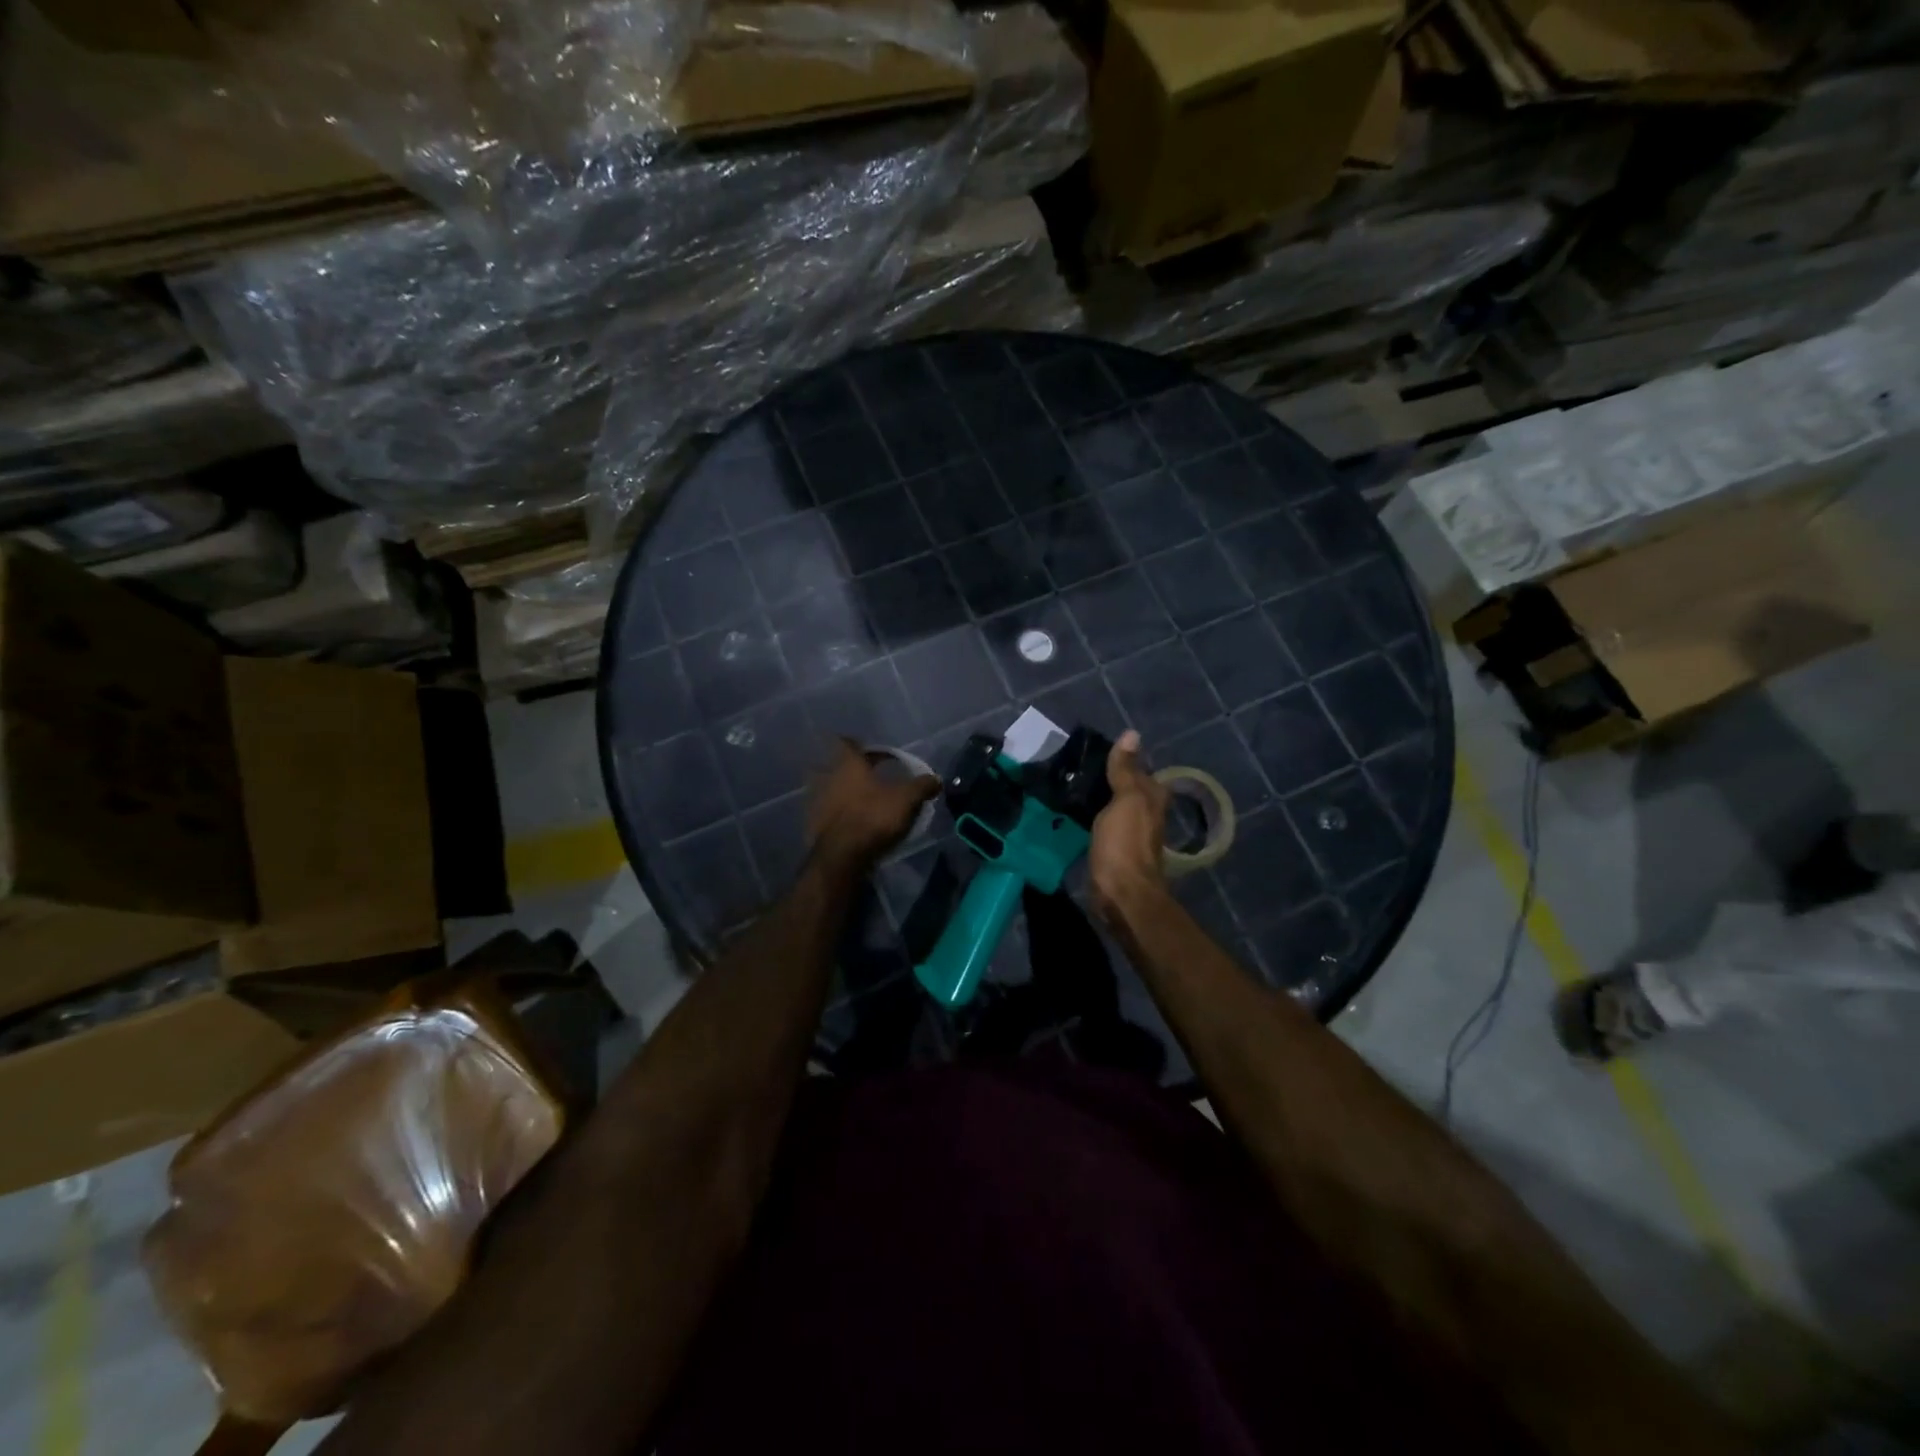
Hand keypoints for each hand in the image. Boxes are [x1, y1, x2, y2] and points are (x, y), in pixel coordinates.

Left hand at [808, 739, 938, 870]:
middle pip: (835, 765)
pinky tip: (851, 822)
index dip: (858, 744)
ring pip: (828, 789)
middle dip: (850, 769)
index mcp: (848, 764)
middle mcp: (828, 777)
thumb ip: (922, 786)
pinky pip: (825, 812)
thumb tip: (936, 779)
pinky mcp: (813, 824)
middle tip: (868, 775)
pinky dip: (836, 813)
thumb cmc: (873, 817)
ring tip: (861, 800)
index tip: (870, 750)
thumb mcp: (907, 800)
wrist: (842, 856)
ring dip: (841, 791)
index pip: (846, 742)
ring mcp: (817, 801)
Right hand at [1089, 730, 1170, 924]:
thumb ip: (1126, 769)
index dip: (1120, 759)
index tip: (1091, 750)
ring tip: (1068, 785)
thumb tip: (1132, 733)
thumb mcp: (1126, 800)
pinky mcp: (1112, 851)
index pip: (1138, 769)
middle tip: (1073, 765)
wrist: (1121, 895)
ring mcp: (1129, 834)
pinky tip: (1071, 813)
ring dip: (1095, 798)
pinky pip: (1101, 825)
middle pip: (1125, 788)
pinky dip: (1089, 817)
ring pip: (1112, 807)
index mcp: (1152, 798)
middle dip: (1106, 778)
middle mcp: (1145, 814)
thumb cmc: (1125, 844)